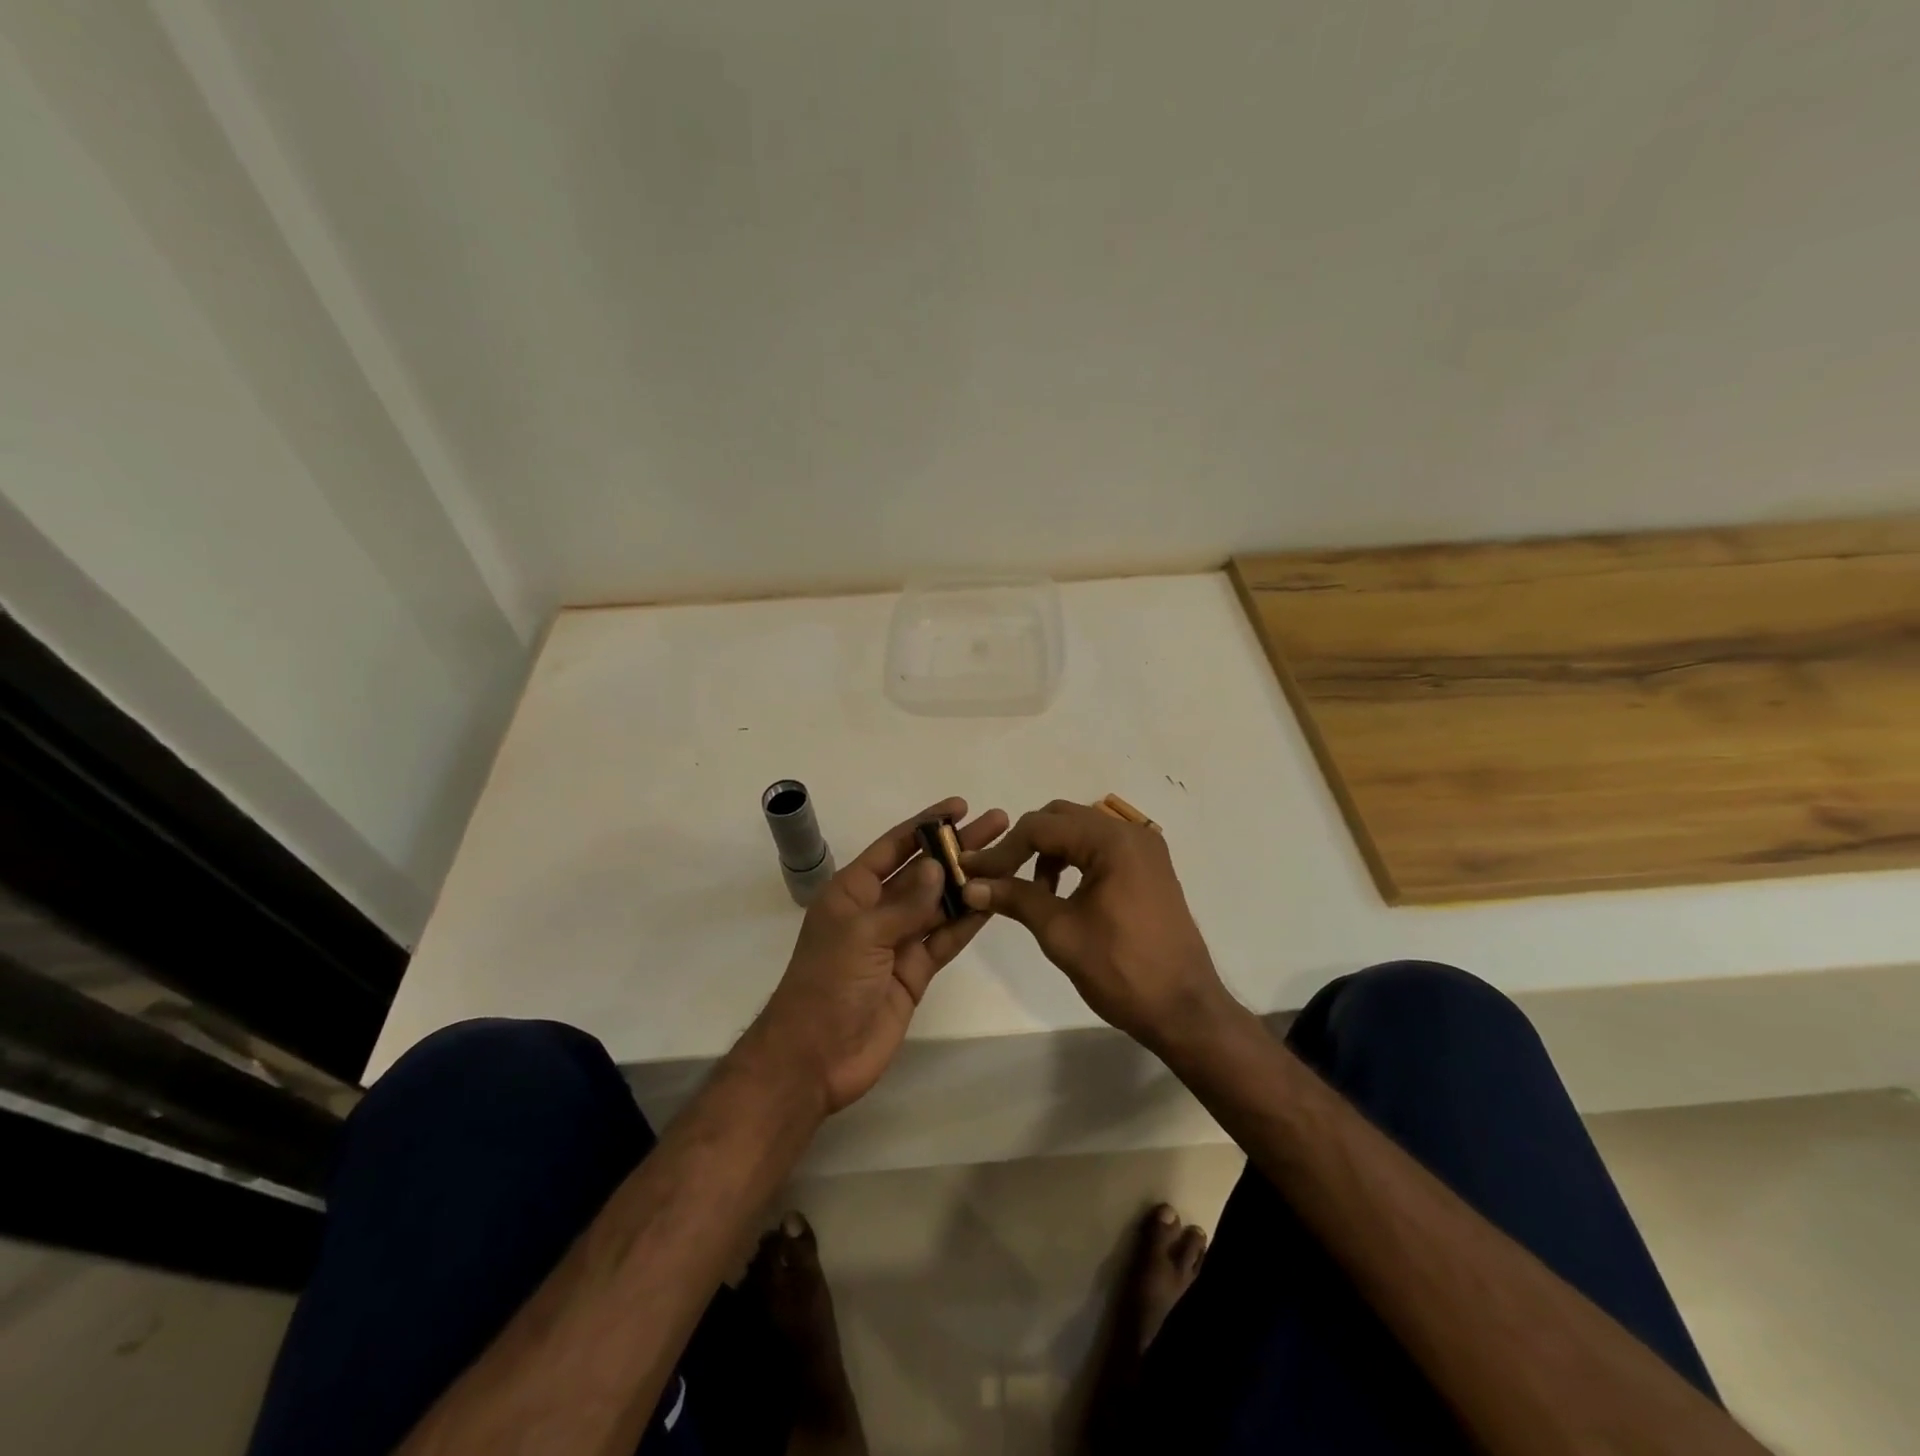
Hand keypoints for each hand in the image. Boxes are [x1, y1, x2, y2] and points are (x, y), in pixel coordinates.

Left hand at [755, 797, 1007, 1114]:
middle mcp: (876, 910)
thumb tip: (940, 866)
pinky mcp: (915, 972)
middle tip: (997, 824)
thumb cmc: (828, 984)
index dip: (926, 824)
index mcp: (852, 891)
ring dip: (969, 882)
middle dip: (957, 848)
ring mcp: (898, 941)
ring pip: (939, 903)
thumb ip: (906, 903)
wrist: (815, 1058)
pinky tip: (994, 901)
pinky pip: (945, 938)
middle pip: (923, 871)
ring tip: (1007, 858)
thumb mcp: (863, 935)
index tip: (960, 805)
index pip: (894, 846)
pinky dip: (968, 922)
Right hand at [961, 799, 1233, 1052]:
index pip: (1041, 827)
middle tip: (997, 876)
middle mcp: (1131, 833)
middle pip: (1061, 818)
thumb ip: (1015, 898)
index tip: (971, 872)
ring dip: (1049, 852)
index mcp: (1111, 841)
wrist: (1184, 1010)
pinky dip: (1074, 860)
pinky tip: (1061, 892)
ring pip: (1080, 831)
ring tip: (1031, 891)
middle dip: (1024, 843)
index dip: (1002, 849)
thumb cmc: (1121, 970)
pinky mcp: (1149, 868)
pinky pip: (1100, 848)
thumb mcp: (1060, 932)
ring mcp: (1144, 849)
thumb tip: (969, 885)